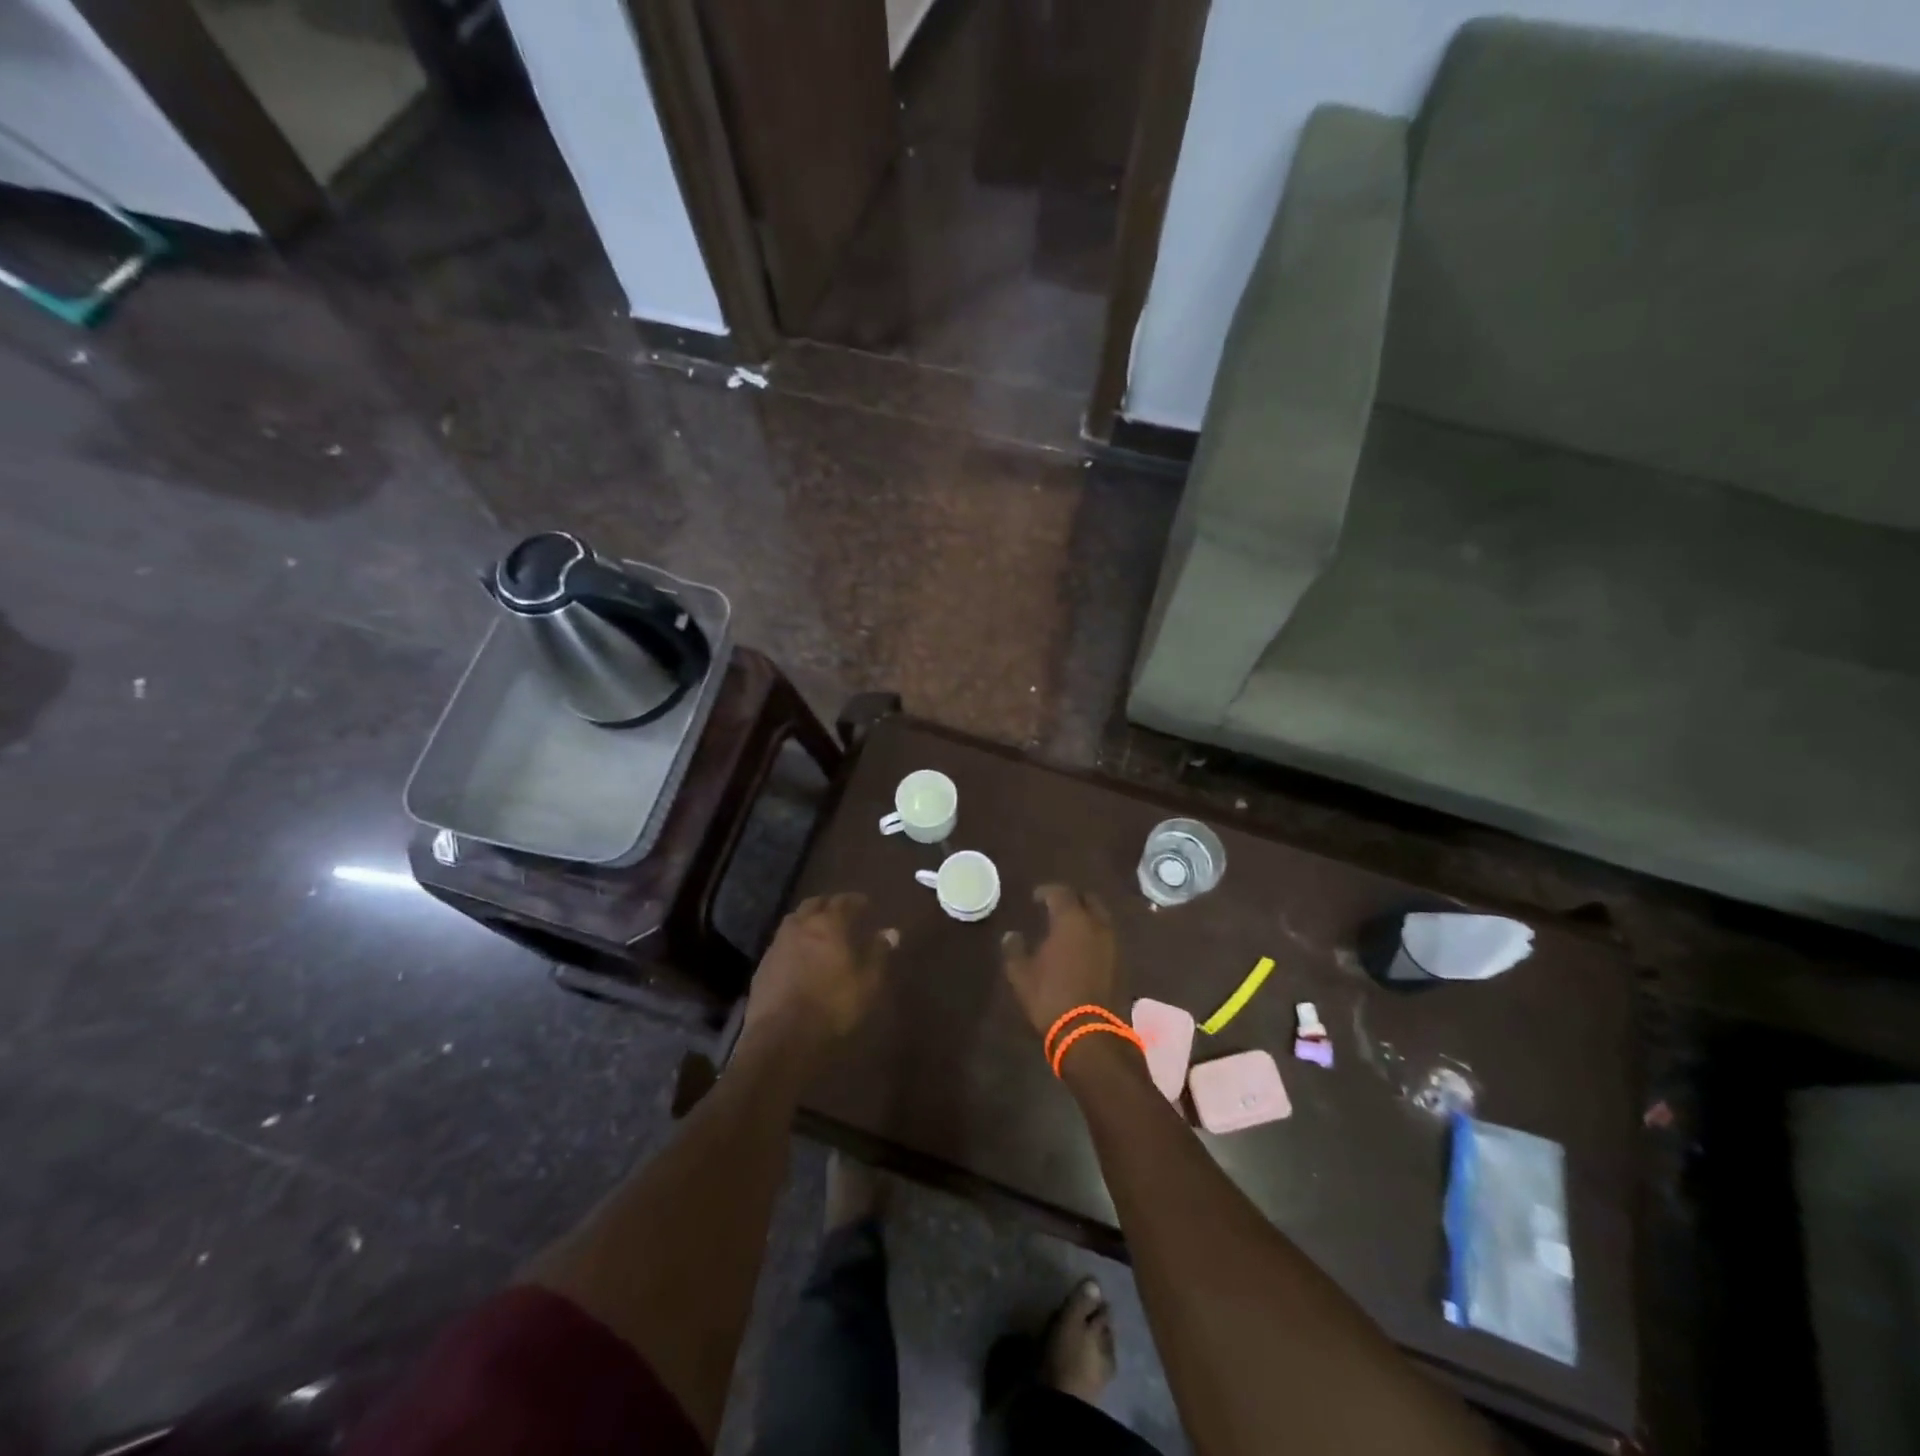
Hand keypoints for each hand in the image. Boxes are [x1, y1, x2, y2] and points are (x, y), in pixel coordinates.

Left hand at [745, 893, 896, 1052]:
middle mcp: (800, 926)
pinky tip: (800, 956)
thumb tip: (891, 932)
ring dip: (808, 920)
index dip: (855, 900)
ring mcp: (778, 945)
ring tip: (820, 930)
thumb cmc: (833, 1005)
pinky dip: (794, 941)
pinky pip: (782, 943)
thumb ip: (878, 953)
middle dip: (828, 904)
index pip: (843, 901)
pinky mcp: (763, 966)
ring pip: (794, 921)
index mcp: (828, 924)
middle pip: (814, 904)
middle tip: (841, 911)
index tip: (865, 903)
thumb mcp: (867, 982)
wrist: (782, 1037)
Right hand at [1001, 884, 1120, 1037]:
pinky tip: (1083, 950)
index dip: (1046, 891)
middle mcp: (1097, 925)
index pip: (1060, 893)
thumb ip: (1014, 950)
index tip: (1035, 898)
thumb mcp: (1021, 975)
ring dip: (1086, 918)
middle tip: (1056, 908)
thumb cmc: (1052, 997)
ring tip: (1069, 929)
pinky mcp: (1123, 964)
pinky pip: (1108, 939)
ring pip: (1101, 919)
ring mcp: (1114, 944)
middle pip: (1088, 899)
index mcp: (1071, 920)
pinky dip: (1095, 937)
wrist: (1091, 1034)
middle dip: (1072, 899)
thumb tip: (1011, 935)